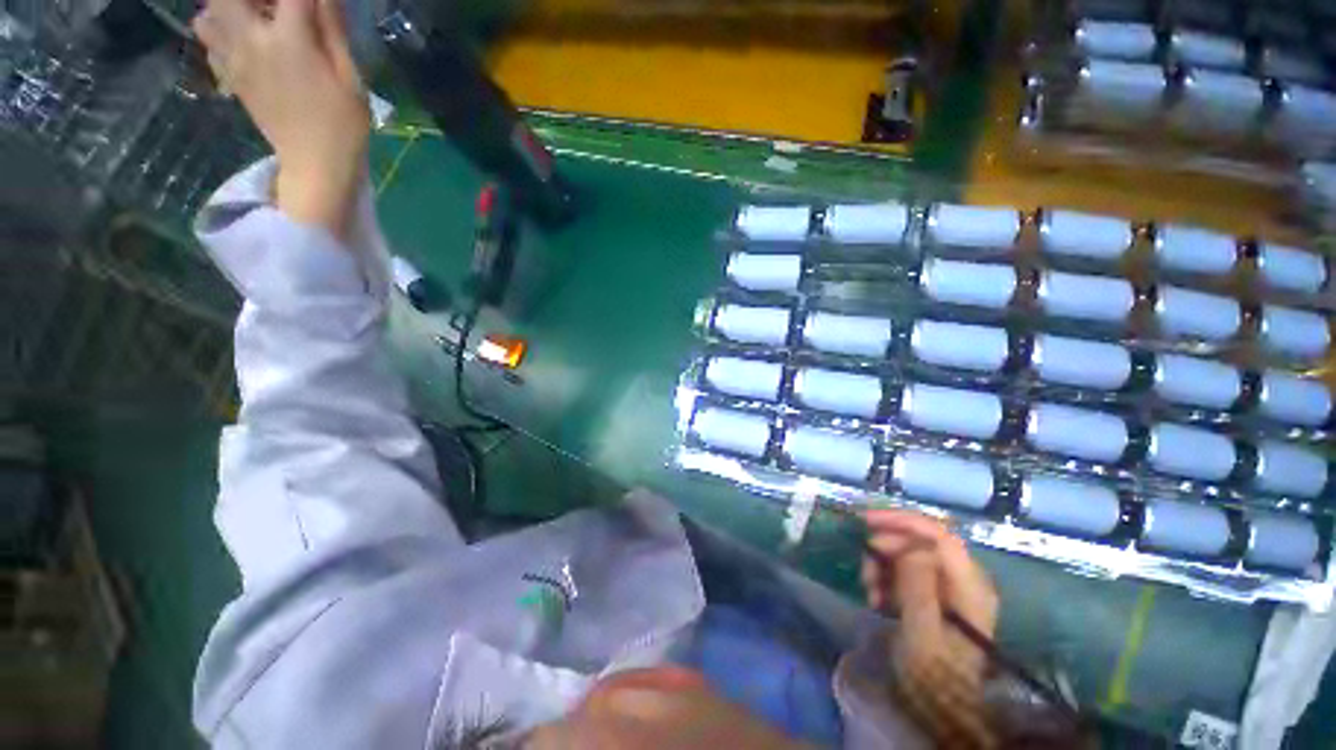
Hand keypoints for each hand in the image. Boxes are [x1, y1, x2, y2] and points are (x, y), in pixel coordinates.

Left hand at [193, 0, 369, 235]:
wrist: (315, 165)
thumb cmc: (343, 124)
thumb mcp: (350, 76)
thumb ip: (332, 28)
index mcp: (289, 39)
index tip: (316, 3)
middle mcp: (252, 40)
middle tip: (275, 8)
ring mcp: (234, 59)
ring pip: (209, 13)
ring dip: (228, 7)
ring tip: (254, 17)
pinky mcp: (229, 76)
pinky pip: (208, 39)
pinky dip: (219, 29)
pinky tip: (241, 38)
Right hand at [862, 510, 998, 746]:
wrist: (940, 706)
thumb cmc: (932, 673)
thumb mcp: (921, 631)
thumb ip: (918, 584)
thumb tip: (909, 545)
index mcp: (970, 586)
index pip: (939, 535)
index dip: (902, 521)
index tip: (865, 522)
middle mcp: (964, 579)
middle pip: (921, 542)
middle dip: (887, 549)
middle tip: (864, 570)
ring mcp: (951, 587)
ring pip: (910, 554)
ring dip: (883, 565)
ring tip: (870, 590)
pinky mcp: (936, 595)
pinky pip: (906, 571)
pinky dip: (887, 578)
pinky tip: (877, 598)